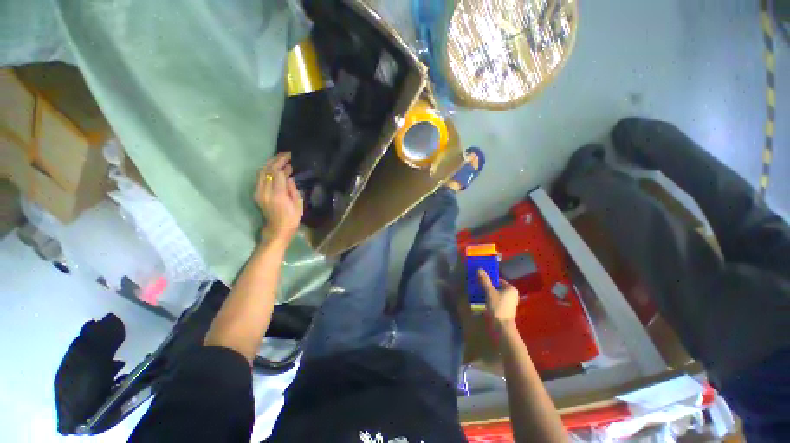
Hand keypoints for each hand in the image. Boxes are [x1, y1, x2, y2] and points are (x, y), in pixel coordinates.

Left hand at [255, 153, 303, 244]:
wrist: (278, 229)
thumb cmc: (292, 218)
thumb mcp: (298, 204)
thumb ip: (292, 188)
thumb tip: (288, 177)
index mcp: (277, 194)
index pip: (277, 172)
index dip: (283, 162)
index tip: (291, 157)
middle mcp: (265, 191)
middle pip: (267, 170)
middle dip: (276, 160)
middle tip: (286, 155)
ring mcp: (259, 192)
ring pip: (261, 172)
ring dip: (270, 164)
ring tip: (280, 160)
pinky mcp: (257, 194)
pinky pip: (260, 178)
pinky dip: (267, 171)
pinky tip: (275, 170)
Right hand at [478, 270, 519, 327]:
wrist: (501, 327)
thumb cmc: (497, 307)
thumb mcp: (489, 292)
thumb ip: (484, 280)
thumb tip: (479, 269)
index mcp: (511, 289)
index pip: (498, 280)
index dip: (489, 279)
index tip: (479, 279)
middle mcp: (511, 295)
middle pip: (496, 287)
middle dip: (486, 286)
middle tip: (477, 285)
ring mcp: (508, 303)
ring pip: (495, 294)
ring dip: (486, 293)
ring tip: (476, 292)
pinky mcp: (504, 310)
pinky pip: (495, 301)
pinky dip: (488, 300)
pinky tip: (480, 301)